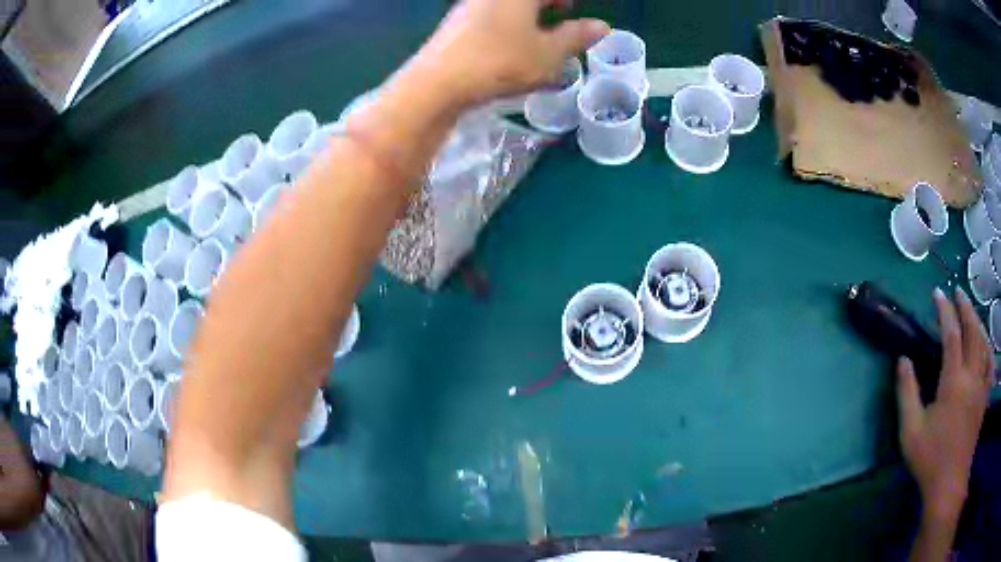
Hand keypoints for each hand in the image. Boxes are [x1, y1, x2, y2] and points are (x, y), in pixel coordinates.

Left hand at [413, 0, 609, 106]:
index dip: (565, 1)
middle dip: (548, 1)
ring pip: (507, 3)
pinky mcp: (456, 20)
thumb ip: (576, 37)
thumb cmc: (500, 62)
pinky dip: (509, 18)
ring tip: (540, 27)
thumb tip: (602, 26)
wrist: (437, 81)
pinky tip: (511, 39)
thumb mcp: (547, 54)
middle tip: (563, 10)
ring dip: (528, 9)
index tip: (574, 7)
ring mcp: (471, 4)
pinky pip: (491, 11)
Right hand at [896, 287, 994, 521]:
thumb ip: (907, 393)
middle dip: (965, 307)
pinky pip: (990, 363)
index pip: (952, 335)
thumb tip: (903, 360)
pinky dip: (988, 346)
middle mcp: (971, 376)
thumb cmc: (930, 459)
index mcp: (953, 382)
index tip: (937, 294)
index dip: (945, 311)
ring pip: (984, 343)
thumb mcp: (910, 432)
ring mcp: (981, 386)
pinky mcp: (984, 397)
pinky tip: (986, 342)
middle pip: (972, 331)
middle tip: (957, 291)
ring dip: (977, 321)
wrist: (949, 484)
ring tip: (971, 310)